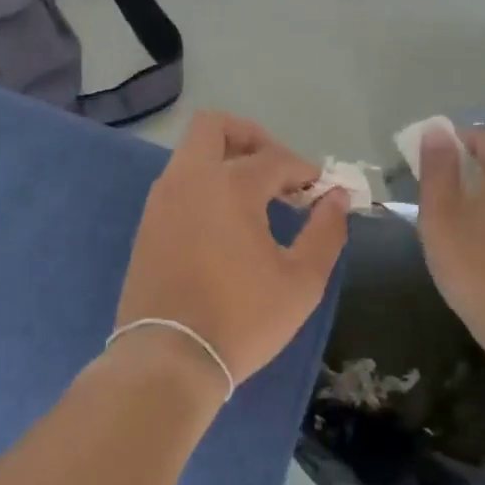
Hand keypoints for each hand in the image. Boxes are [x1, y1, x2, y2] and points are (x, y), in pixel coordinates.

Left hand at [115, 110, 349, 391]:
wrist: (168, 357)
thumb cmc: (242, 318)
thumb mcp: (301, 281)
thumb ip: (325, 232)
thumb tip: (337, 197)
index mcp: (230, 185)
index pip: (275, 158)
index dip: (303, 170)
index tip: (319, 191)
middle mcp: (190, 179)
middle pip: (214, 126)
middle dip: (251, 137)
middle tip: (276, 169)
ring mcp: (162, 199)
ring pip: (192, 153)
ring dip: (225, 160)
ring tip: (256, 198)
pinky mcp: (147, 223)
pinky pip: (179, 183)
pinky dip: (205, 185)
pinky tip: (226, 221)